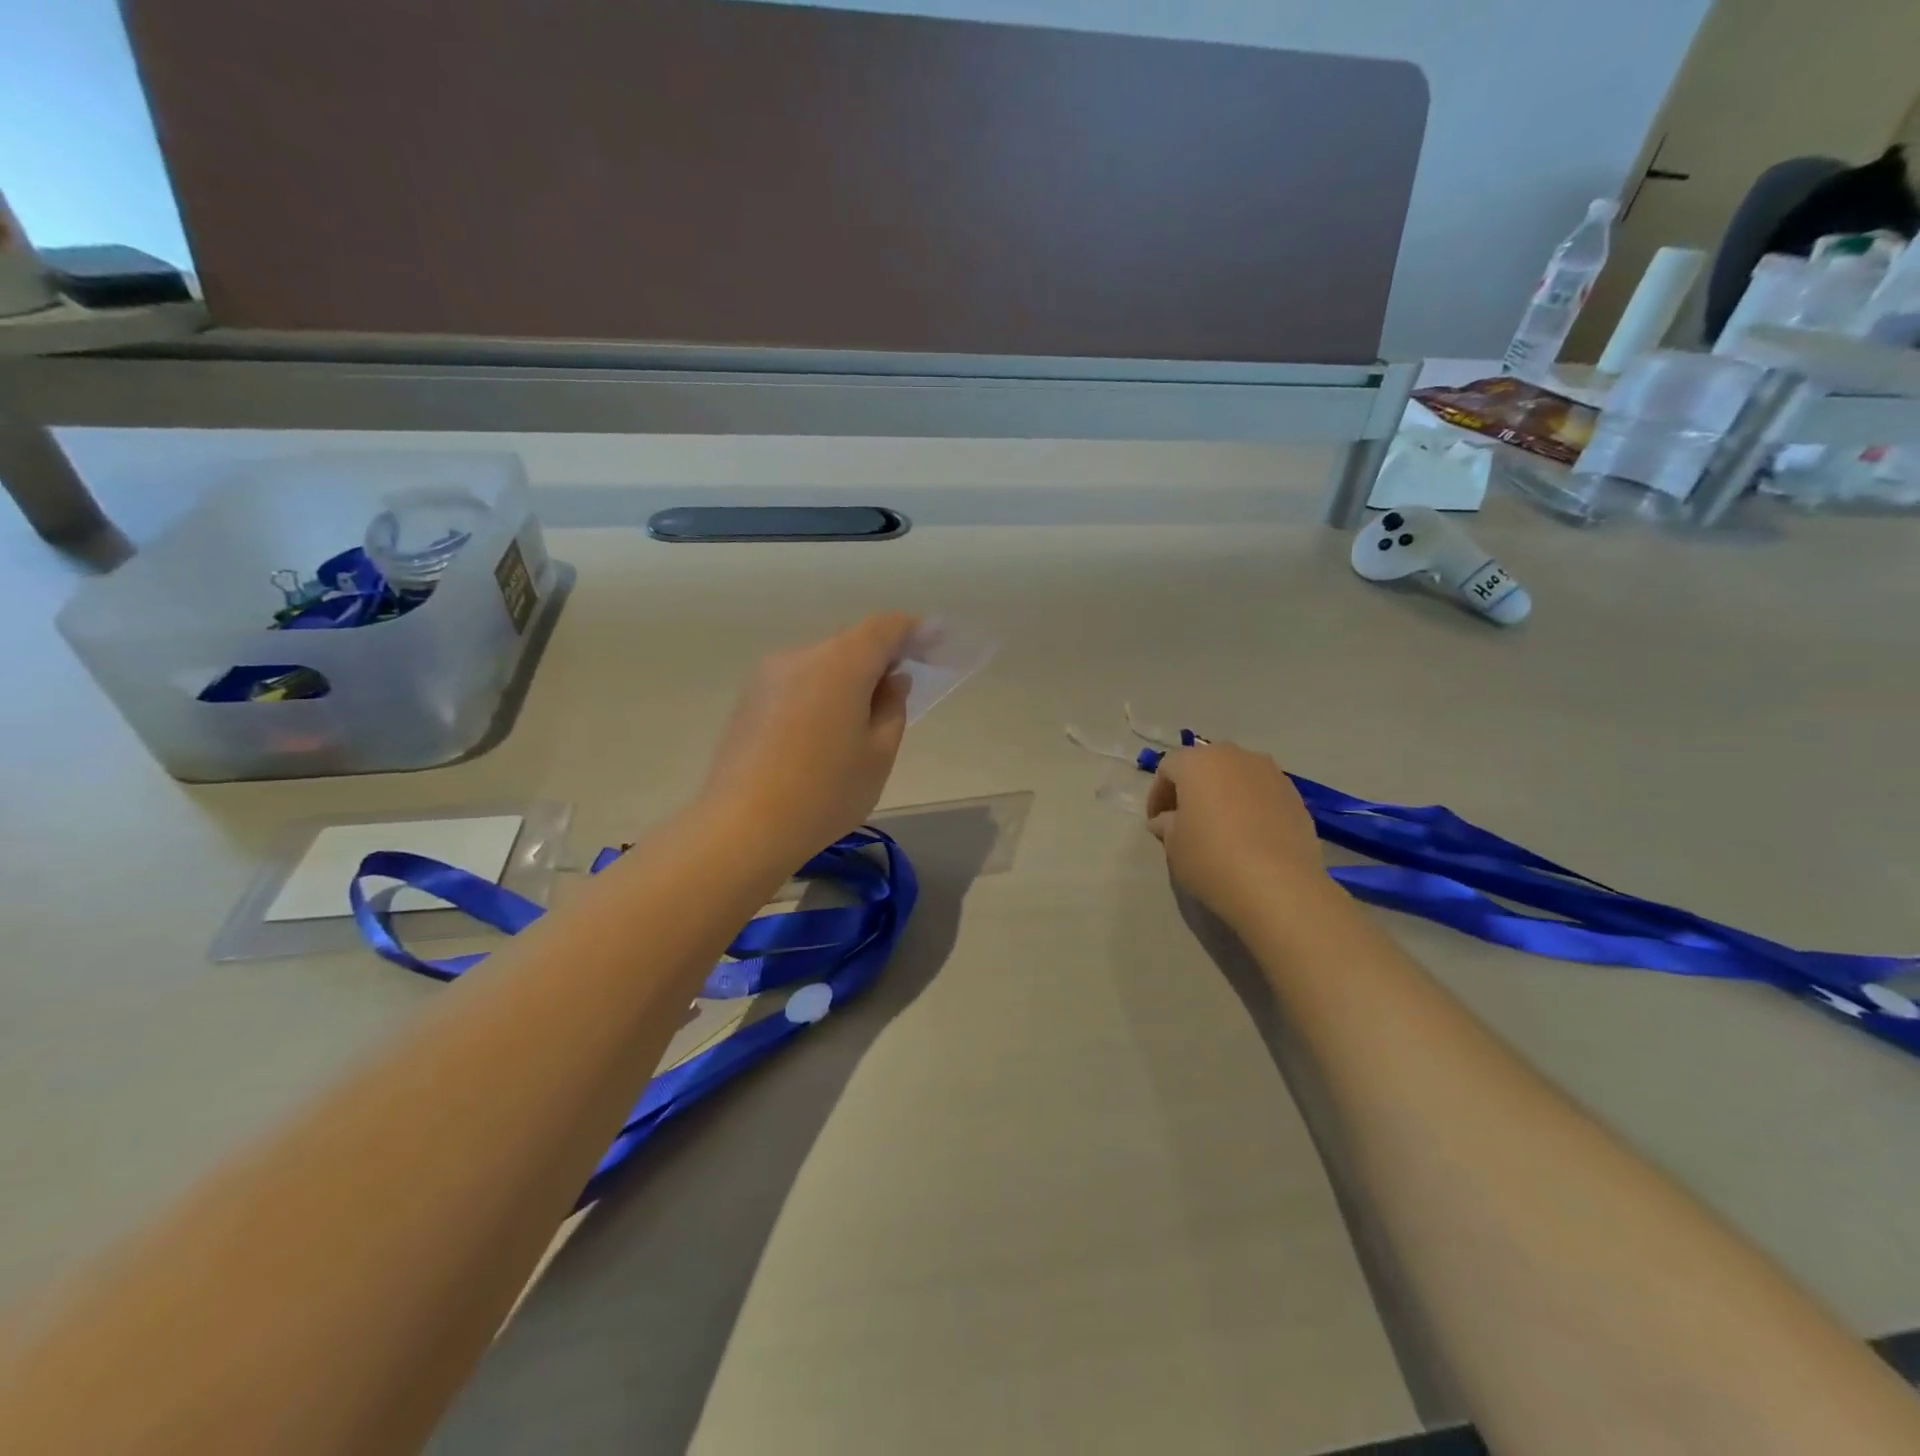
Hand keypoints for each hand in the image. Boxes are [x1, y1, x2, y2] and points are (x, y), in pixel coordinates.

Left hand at [698, 612, 919, 867]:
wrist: (741, 827)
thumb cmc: (824, 793)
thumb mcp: (878, 755)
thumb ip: (892, 708)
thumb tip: (892, 680)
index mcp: (841, 663)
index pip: (885, 627)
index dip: (914, 630)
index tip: (935, 642)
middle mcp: (801, 656)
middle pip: (851, 643)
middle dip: (880, 658)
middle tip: (899, 690)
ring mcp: (768, 675)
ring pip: (822, 664)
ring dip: (847, 678)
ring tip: (859, 721)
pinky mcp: (748, 699)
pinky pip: (797, 683)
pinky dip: (820, 693)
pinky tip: (822, 734)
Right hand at [1146, 743, 1333, 928]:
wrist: (1278, 885)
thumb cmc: (1211, 857)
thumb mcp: (1173, 844)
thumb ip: (1166, 824)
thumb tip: (1165, 820)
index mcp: (1198, 761)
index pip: (1168, 768)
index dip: (1157, 794)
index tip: (1156, 822)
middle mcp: (1236, 757)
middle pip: (1205, 765)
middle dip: (1192, 789)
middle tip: (1184, 820)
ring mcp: (1271, 774)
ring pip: (1237, 777)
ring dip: (1223, 796)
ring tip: (1219, 828)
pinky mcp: (1296, 797)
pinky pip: (1262, 794)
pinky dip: (1250, 808)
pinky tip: (1248, 838)